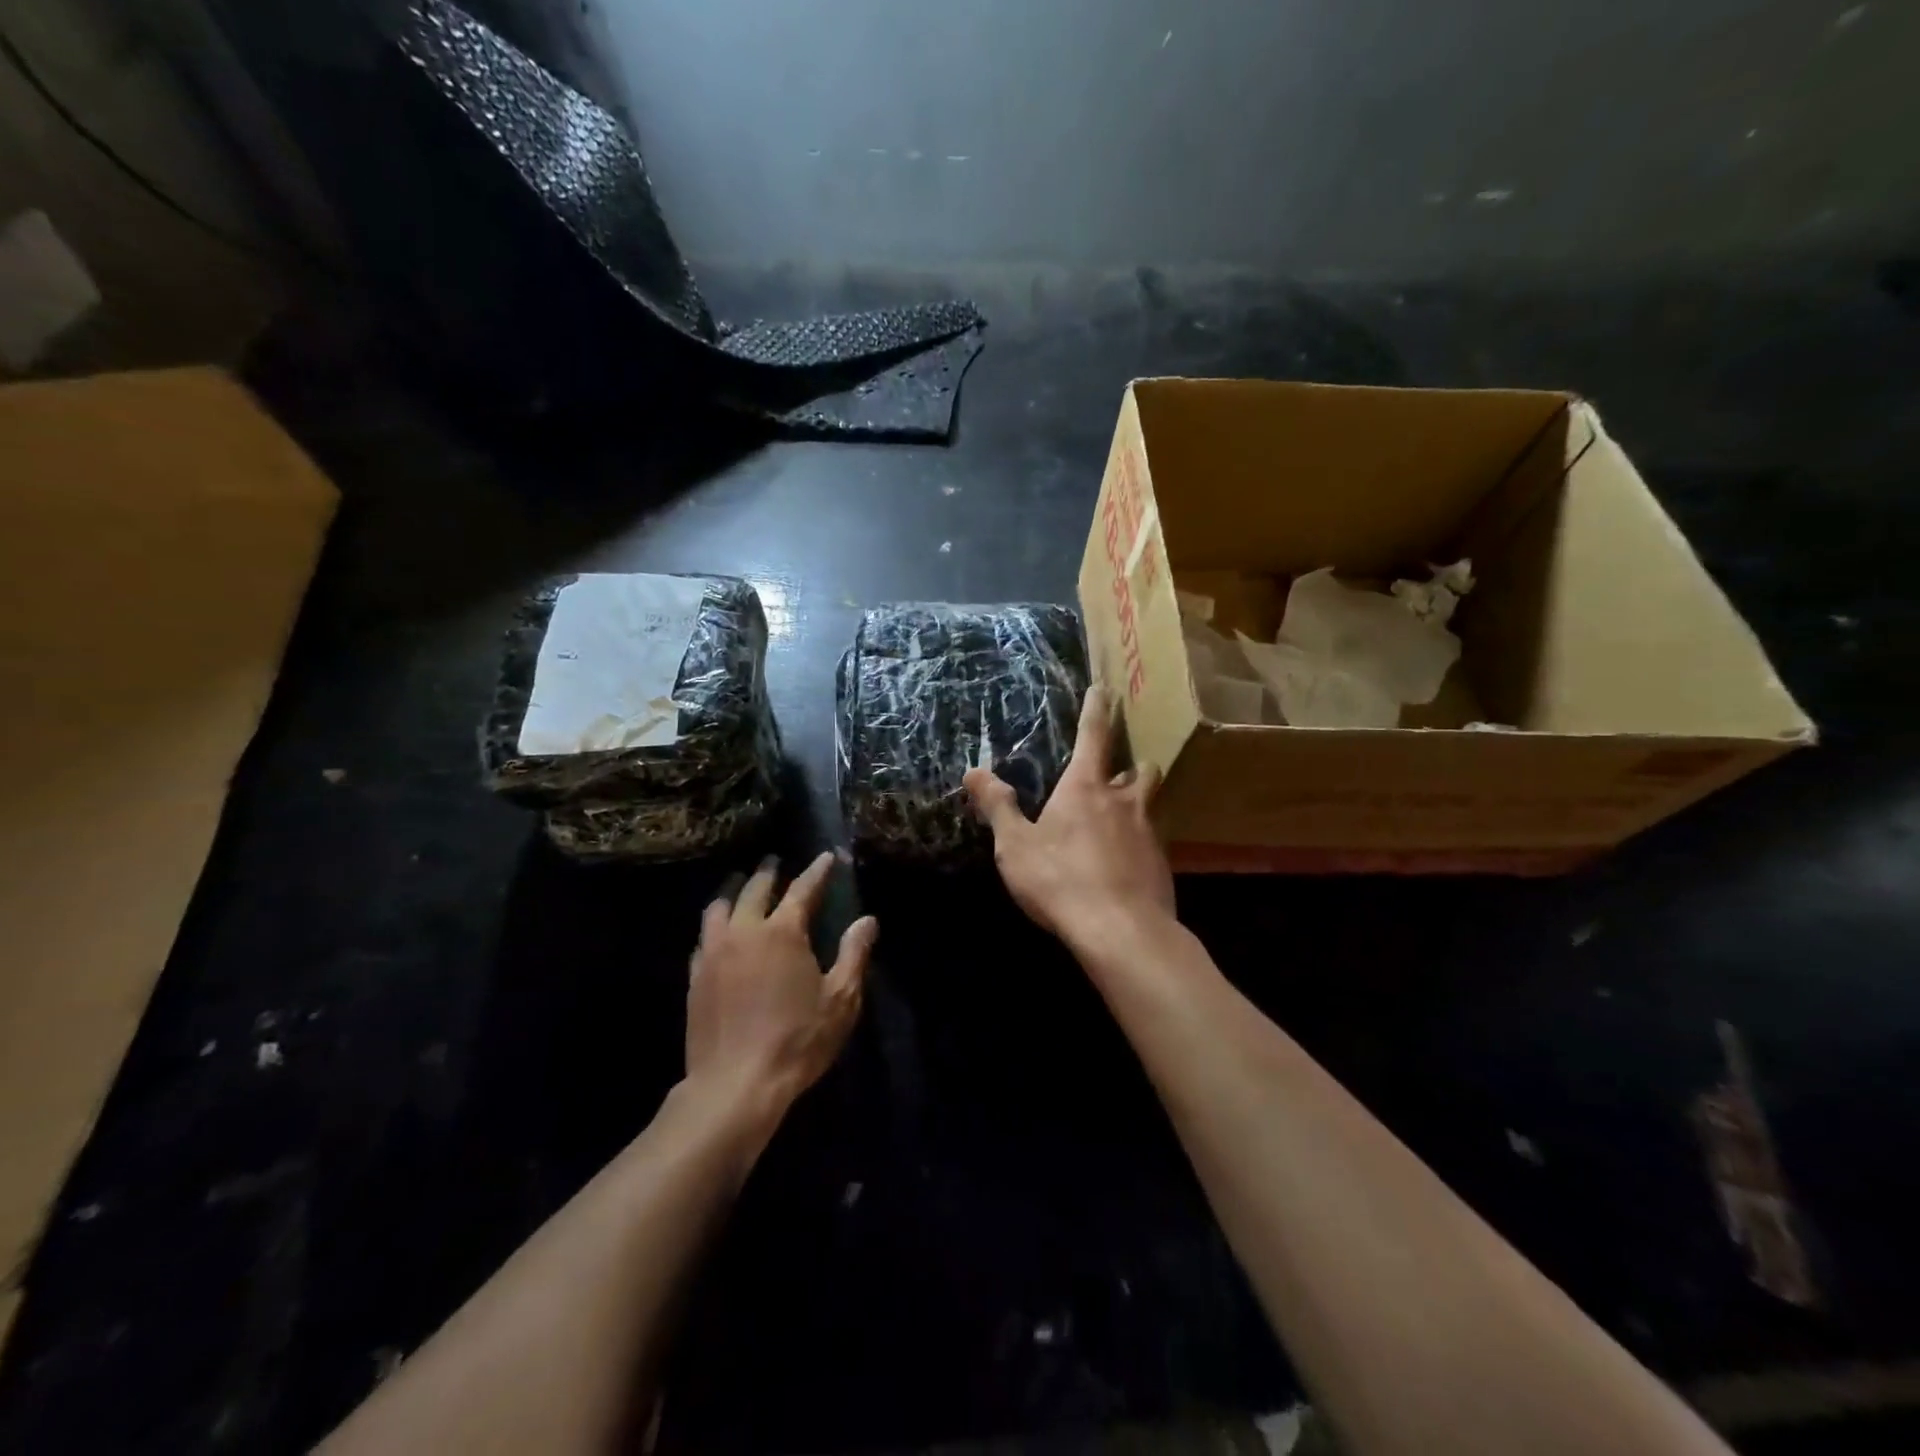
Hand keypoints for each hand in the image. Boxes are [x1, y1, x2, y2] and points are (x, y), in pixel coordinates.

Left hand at [685, 852, 875, 1122]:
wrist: (735, 1085)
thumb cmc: (797, 1040)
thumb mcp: (840, 999)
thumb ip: (854, 954)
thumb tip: (867, 920)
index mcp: (782, 932)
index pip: (803, 889)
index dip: (817, 871)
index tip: (826, 856)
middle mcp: (744, 932)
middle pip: (755, 890)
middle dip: (768, 872)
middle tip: (774, 861)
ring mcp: (713, 953)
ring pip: (719, 908)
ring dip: (734, 892)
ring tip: (740, 885)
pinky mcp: (695, 977)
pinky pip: (703, 938)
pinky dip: (715, 925)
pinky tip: (717, 932)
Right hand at [964, 685, 1175, 951]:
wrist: (1121, 931)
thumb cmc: (1060, 880)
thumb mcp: (1016, 846)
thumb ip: (998, 807)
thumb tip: (974, 771)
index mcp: (1086, 788)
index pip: (1093, 736)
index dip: (1097, 710)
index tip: (1105, 688)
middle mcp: (1124, 802)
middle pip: (1138, 769)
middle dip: (1130, 766)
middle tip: (1116, 774)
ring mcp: (1148, 832)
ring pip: (1150, 804)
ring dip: (1137, 802)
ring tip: (1122, 816)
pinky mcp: (1162, 864)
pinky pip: (1152, 841)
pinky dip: (1139, 843)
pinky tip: (1126, 864)